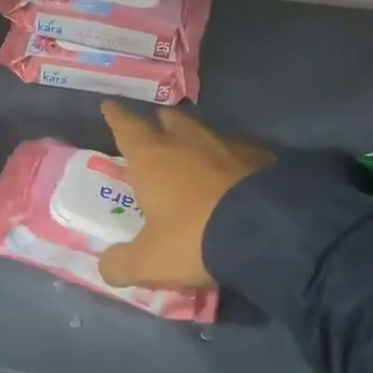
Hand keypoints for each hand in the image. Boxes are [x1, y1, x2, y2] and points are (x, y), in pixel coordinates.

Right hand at [97, 100, 273, 289]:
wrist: (267, 231)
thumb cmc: (193, 238)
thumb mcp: (149, 262)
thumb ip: (121, 264)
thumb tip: (106, 267)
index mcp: (151, 158)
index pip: (126, 127)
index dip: (115, 116)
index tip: (110, 105)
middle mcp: (185, 141)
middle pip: (168, 120)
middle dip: (158, 123)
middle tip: (154, 129)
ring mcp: (226, 145)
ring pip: (203, 132)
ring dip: (193, 139)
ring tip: (192, 152)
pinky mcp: (260, 156)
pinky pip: (237, 151)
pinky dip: (228, 158)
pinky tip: (233, 173)